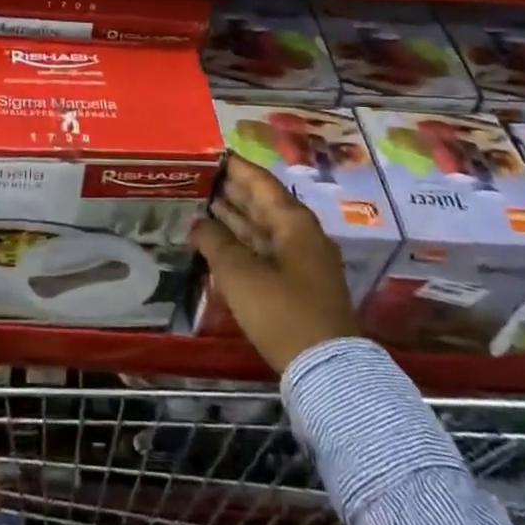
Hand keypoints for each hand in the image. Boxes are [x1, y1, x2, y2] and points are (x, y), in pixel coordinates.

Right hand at [193, 155, 356, 375]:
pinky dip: (242, 242)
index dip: (234, 166)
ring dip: (235, 217)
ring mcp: (303, 261)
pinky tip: (220, 243)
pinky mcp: (299, 285)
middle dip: (231, 190)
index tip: (209, 154)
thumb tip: (197, 223)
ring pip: (263, 228)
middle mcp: (301, 234)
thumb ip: (215, 242)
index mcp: (293, 221)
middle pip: (263, 203)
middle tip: (198, 178)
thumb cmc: (281, 311)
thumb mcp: (240, 273)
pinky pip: (265, 250)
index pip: (260, 181)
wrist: (326, 370)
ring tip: (201, 204)